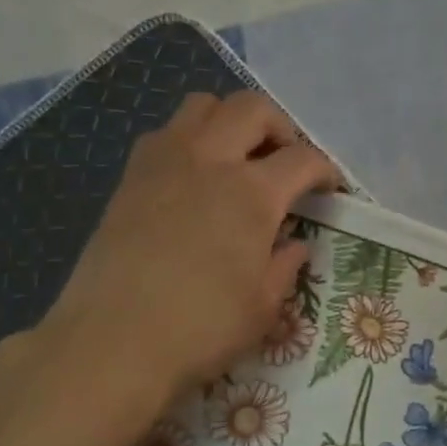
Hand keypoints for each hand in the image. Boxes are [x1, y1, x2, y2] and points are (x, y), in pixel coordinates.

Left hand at [6, 91, 337, 445]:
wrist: (114, 340)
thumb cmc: (201, 328)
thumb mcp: (263, 307)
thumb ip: (284, 267)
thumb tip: (294, 245)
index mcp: (252, 193)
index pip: (302, 160)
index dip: (325, 170)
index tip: (331, 189)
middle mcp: (209, 160)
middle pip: (252, 109)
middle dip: (280, 128)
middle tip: (286, 163)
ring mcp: (163, 162)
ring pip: (203, 105)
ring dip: (230, 121)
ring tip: (238, 159)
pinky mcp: (129, 177)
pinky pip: (166, 132)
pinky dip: (191, 139)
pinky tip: (194, 180)